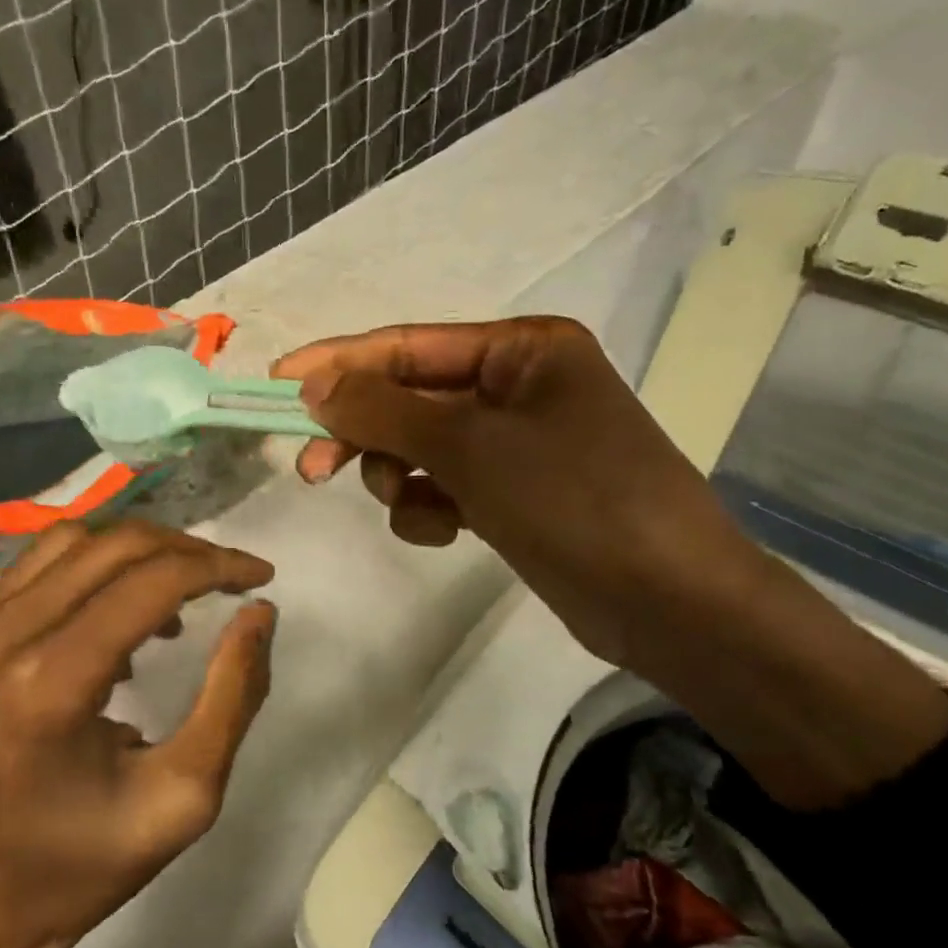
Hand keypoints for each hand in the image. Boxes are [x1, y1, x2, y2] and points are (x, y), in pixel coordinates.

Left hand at [0, 521, 275, 947]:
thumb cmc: (77, 872)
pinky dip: (91, 571)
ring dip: (137, 552)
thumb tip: (258, 612)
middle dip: (186, 550)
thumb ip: (233, 696)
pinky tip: (119, 617)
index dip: (218, 566)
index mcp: (50, 685)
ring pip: (70, 542)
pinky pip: (35, 572)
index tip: (261, 576)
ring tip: (181, 591)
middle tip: (231, 578)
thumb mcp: (184, 797)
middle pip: (111, 546)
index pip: (151, 581)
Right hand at [274, 317, 740, 667]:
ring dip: (401, 475)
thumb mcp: (472, 446)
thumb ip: (385, 410)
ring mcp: (517, 445)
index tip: (278, 382)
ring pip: (422, 448)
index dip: (340, 363)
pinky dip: (432, 508)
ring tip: (412, 503)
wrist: (668, 601)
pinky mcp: (514, 495)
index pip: (408, 345)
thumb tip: (314, 384)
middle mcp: (519, 387)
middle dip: (365, 432)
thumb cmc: (574, 500)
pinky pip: (446, 488)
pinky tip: (446, 532)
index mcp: (522, 349)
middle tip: (313, 468)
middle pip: (411, 397)